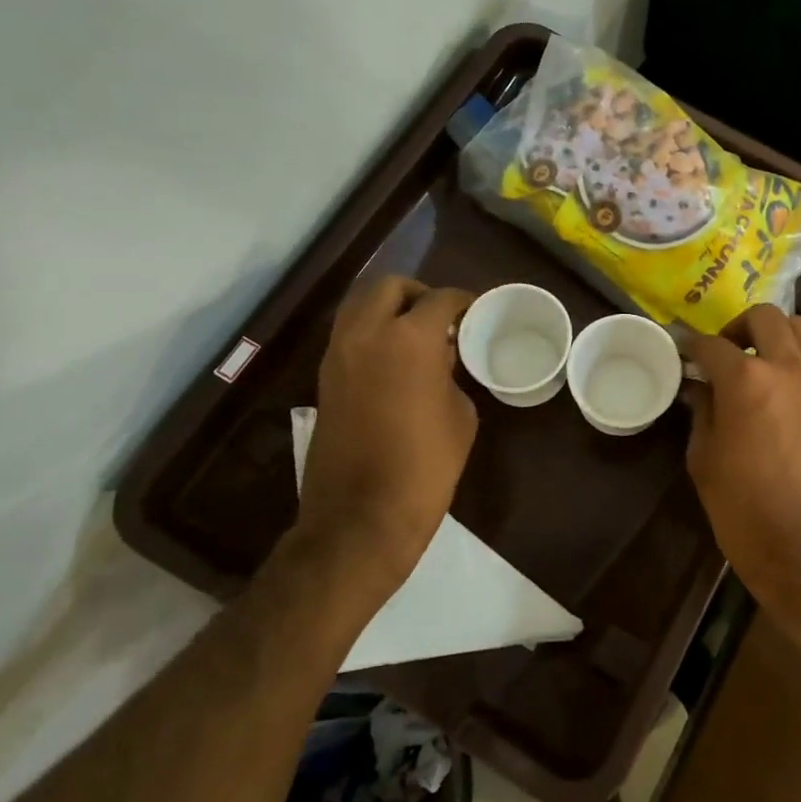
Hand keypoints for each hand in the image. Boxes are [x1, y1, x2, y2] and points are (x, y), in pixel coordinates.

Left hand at [293, 276, 477, 604]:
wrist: (362, 515)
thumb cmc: (426, 465)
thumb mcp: (460, 415)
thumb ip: (451, 374)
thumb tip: (439, 362)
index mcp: (409, 338)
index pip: (439, 299)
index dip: (463, 301)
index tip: (476, 310)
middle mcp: (366, 333)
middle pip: (388, 286)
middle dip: (417, 293)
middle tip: (441, 316)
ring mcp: (338, 354)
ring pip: (360, 306)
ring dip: (388, 309)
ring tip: (416, 335)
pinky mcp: (324, 378)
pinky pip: (349, 335)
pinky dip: (371, 333)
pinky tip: (395, 360)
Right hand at [685, 305, 800, 646]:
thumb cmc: (744, 510)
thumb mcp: (705, 459)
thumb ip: (702, 411)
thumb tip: (700, 386)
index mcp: (747, 381)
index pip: (711, 345)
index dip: (691, 345)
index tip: (682, 350)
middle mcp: (789, 366)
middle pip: (763, 317)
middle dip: (737, 328)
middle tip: (724, 353)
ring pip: (800, 327)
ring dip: (775, 334)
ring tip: (760, 361)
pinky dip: (799, 354)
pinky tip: (785, 382)